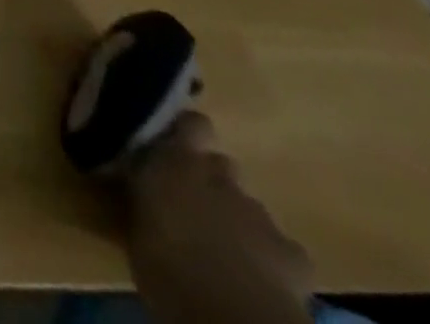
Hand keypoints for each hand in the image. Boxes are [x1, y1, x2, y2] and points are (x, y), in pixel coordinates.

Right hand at [126, 113, 314, 323]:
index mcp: (176, 162)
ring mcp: (260, 215)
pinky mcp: (294, 255)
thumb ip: (142, 196)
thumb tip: (135, 185)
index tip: (174, 145)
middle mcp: (219, 178)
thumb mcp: (135, 225)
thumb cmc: (166, 267)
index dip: (189, 132)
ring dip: (237, 218)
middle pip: (222, 166)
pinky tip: (259, 277)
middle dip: (212, 181)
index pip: (192, 124)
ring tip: (224, 248)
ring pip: (248, 205)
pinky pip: (281, 246)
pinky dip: (271, 256)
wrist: (233, 319)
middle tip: (195, 205)